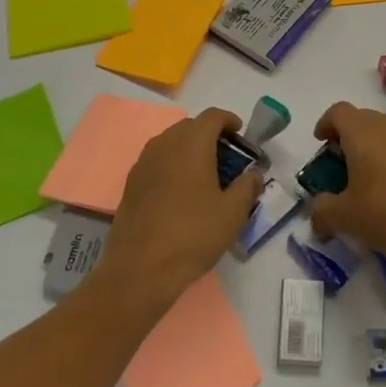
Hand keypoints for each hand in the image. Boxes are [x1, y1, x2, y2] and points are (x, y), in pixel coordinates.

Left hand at [97, 108, 262, 308]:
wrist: (140, 270)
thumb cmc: (193, 235)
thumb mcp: (233, 213)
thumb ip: (248, 186)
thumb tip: (254, 174)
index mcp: (192, 143)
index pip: (213, 116)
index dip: (229, 120)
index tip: (240, 135)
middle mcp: (165, 144)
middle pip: (190, 126)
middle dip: (210, 135)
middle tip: (227, 158)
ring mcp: (144, 162)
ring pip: (171, 142)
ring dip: (190, 149)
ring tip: (205, 174)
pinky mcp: (131, 183)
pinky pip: (157, 160)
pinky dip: (172, 164)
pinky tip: (181, 191)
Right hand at [308, 102, 385, 261]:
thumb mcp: (346, 218)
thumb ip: (322, 211)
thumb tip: (317, 210)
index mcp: (362, 132)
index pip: (337, 112)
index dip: (325, 124)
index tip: (321, 144)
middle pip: (361, 120)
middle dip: (347, 139)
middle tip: (341, 168)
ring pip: (385, 132)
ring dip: (372, 149)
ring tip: (369, 180)